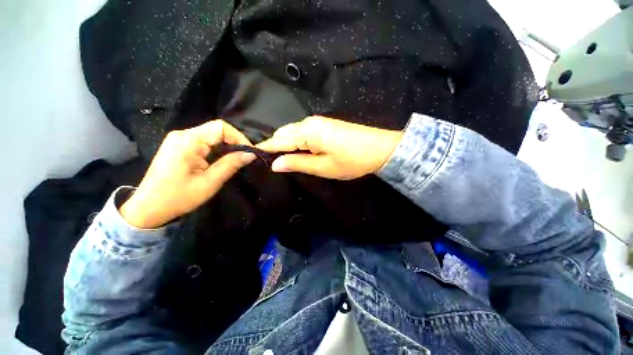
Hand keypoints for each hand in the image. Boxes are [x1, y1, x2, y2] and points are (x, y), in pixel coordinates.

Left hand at [120, 120, 255, 227]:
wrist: (148, 208)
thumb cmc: (179, 197)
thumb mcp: (209, 182)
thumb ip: (231, 165)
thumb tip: (251, 154)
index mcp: (188, 141)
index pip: (220, 127)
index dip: (239, 137)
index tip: (249, 153)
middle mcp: (183, 134)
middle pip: (216, 129)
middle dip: (234, 142)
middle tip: (245, 157)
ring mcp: (179, 139)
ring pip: (211, 134)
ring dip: (227, 145)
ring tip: (237, 159)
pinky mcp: (179, 145)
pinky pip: (204, 141)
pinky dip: (217, 148)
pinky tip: (222, 159)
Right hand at [257, 116, 402, 179]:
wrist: (380, 148)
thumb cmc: (352, 161)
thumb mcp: (323, 167)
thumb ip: (297, 163)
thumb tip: (274, 164)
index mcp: (307, 132)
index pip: (278, 140)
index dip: (266, 149)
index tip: (253, 158)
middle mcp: (309, 122)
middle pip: (284, 134)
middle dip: (275, 147)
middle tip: (270, 163)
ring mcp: (318, 122)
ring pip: (293, 133)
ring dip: (286, 145)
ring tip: (282, 160)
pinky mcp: (325, 125)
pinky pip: (303, 132)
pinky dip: (296, 142)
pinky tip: (297, 152)